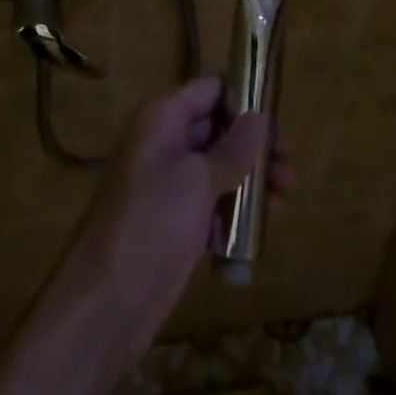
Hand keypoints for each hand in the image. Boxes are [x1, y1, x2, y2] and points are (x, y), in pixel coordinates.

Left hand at [42, 77, 292, 381]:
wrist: (105, 305)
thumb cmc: (151, 225)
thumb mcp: (197, 180)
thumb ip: (233, 148)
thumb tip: (260, 117)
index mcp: (161, 118)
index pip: (210, 89)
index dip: (244, 98)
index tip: (279, 120)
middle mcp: (164, 142)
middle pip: (218, 127)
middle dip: (255, 144)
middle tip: (290, 164)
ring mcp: (168, 184)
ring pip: (218, 167)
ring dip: (251, 178)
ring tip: (285, 195)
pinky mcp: (174, 221)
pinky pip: (212, 202)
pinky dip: (235, 209)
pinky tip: (262, 225)